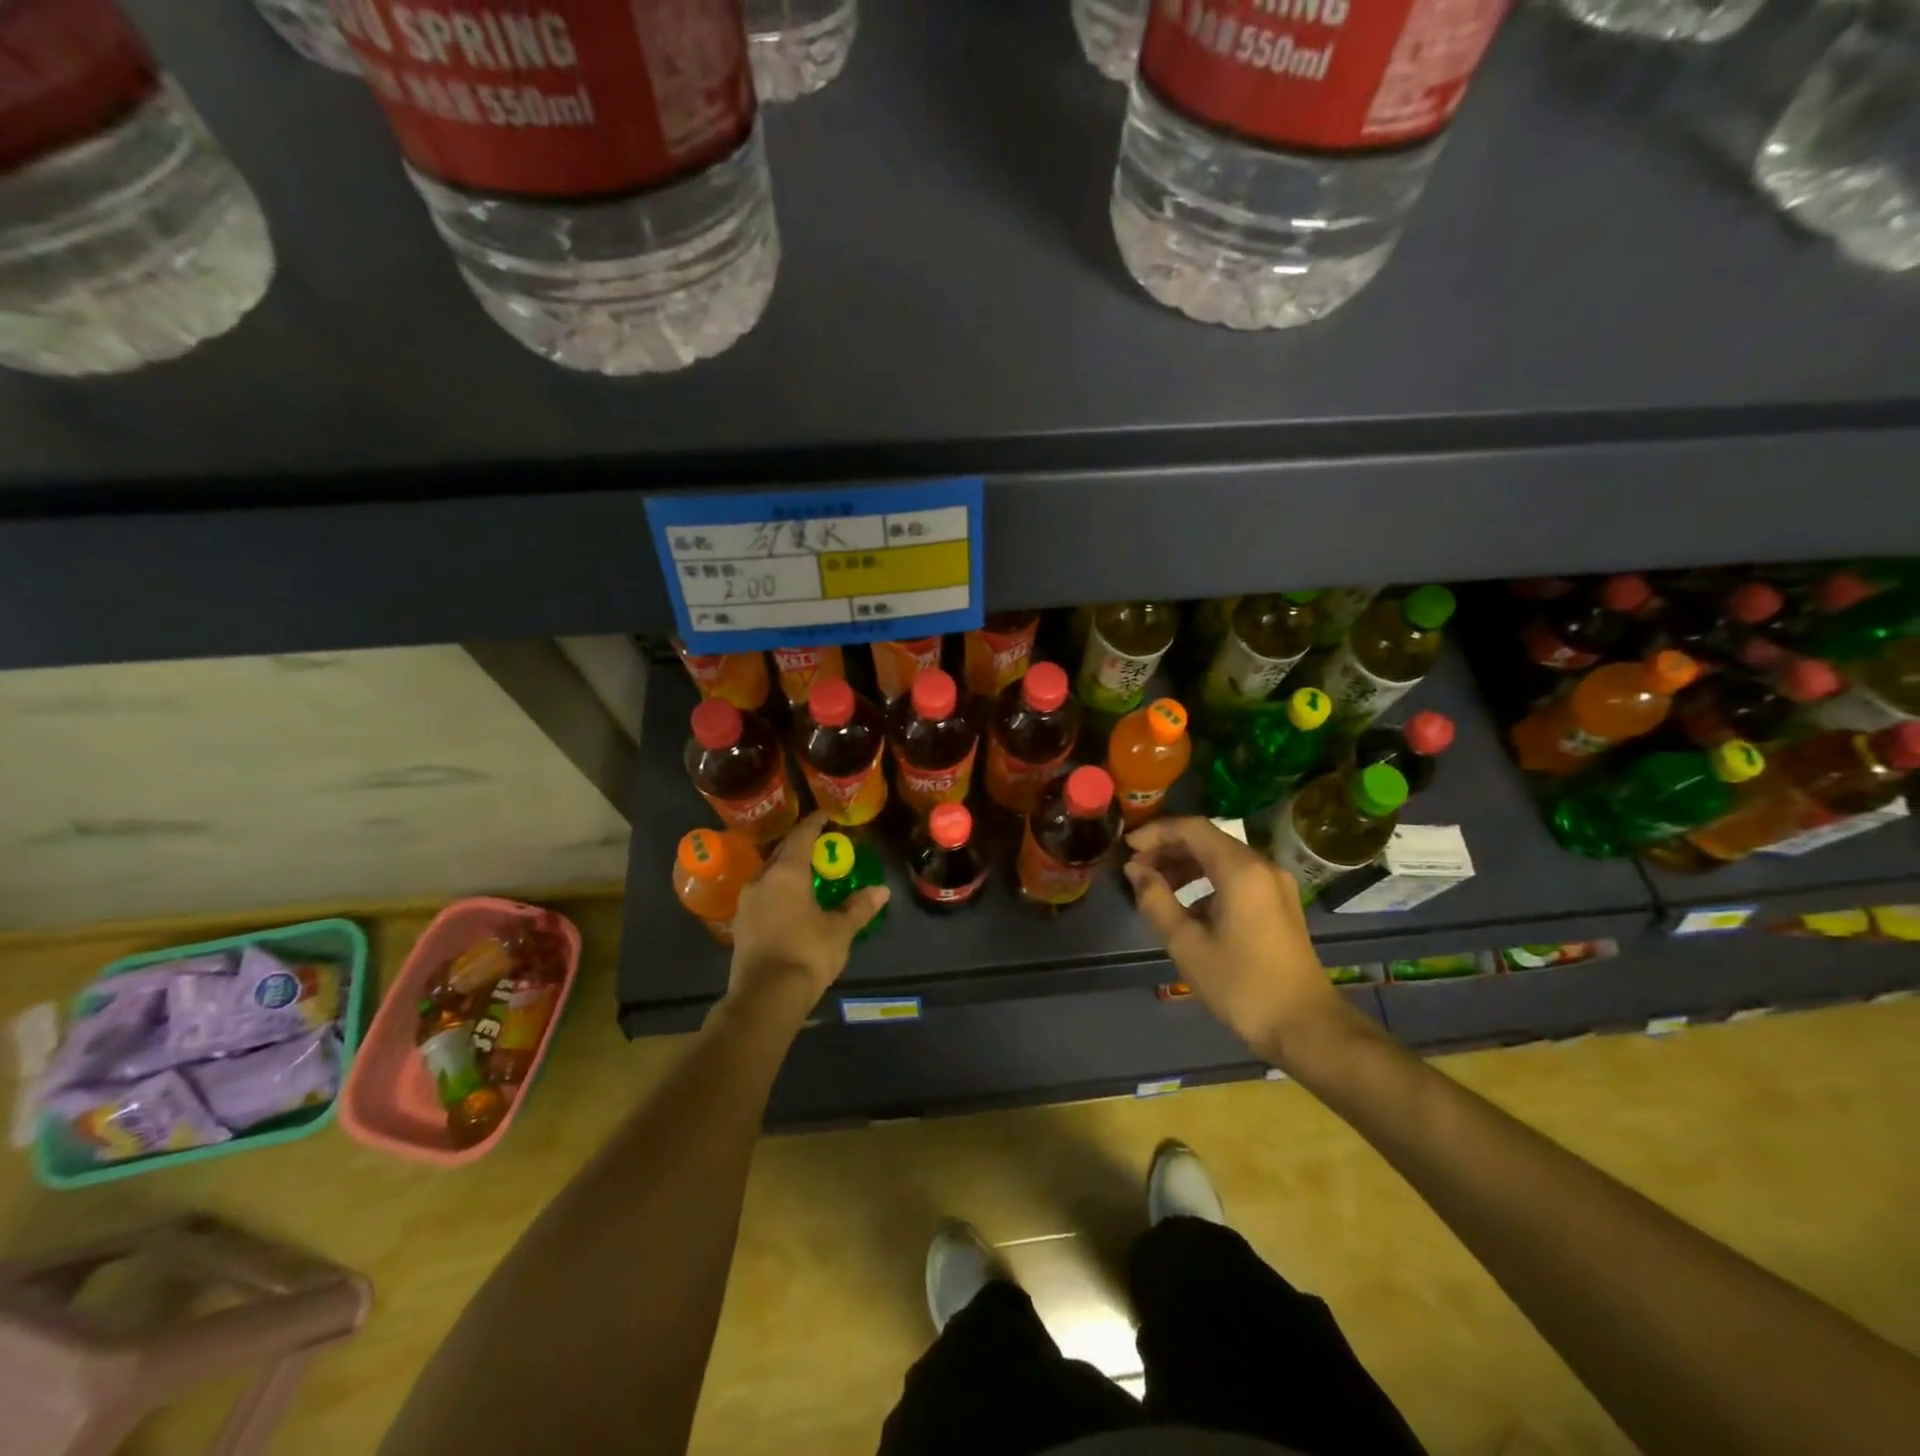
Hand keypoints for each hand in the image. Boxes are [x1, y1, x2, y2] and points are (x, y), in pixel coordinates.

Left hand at [725, 812, 888, 1019]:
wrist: (765, 998)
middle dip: (800, 847)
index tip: (825, 815)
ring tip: (807, 874)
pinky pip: (763, 896)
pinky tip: (791, 902)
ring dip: (787, 870)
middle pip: (782, 853)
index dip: (814, 823)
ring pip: (769, 875)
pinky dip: (778, 891)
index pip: (801, 837)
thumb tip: (881, 891)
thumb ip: (859, 907)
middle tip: (821, 846)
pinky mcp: (741, 925)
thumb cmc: (807, 954)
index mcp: (786, 873)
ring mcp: (747, 903)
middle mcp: (762, 880)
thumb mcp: (840, 930)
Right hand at [1124, 817, 1344, 1063]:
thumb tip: (1135, 870)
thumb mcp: (1187, 944)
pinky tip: (1187, 904)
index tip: (1127, 848)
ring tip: (1155, 885)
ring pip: (1222, 857)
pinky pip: (1237, 876)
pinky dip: (1207, 879)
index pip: (1192, 828)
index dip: (1156, 832)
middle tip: (1136, 868)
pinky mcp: (1279, 903)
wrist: (1305, 1027)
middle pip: (1208, 839)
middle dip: (1168, 848)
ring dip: (1186, 864)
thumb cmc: (1241, 985)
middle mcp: (1262, 866)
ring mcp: (1275, 884)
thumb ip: (1156, 900)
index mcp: (1241, 870)